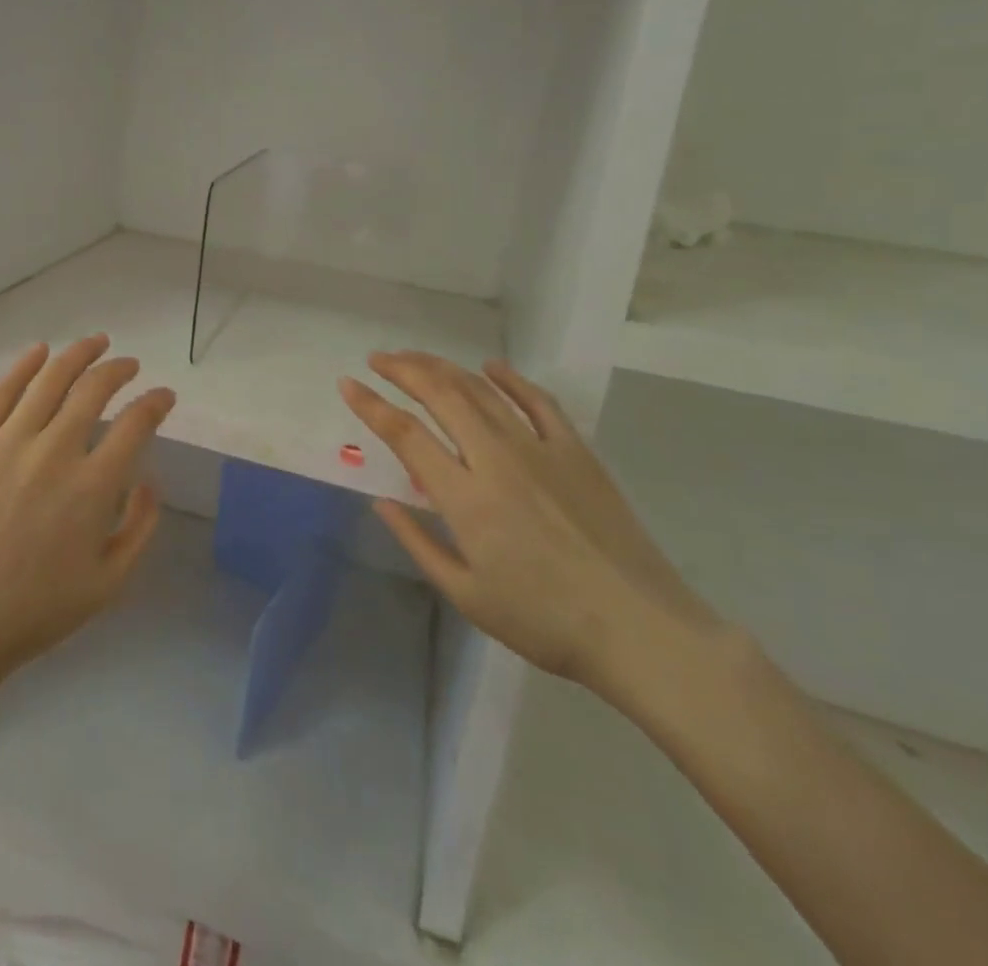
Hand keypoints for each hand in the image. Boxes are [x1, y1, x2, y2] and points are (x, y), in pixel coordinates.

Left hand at [0, 335, 175, 692]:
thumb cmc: (39, 609)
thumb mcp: (110, 582)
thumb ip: (141, 526)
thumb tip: (149, 478)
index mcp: (92, 489)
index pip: (135, 424)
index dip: (156, 402)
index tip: (164, 396)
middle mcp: (53, 455)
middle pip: (93, 390)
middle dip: (119, 370)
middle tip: (129, 364)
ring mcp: (6, 445)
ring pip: (49, 381)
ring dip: (78, 355)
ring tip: (96, 342)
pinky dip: (23, 367)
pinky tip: (40, 351)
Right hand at [339, 352, 715, 691]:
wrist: (639, 629)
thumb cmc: (544, 622)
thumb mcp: (466, 594)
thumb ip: (418, 542)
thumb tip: (379, 502)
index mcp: (465, 498)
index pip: (405, 435)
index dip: (371, 405)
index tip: (348, 384)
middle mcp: (496, 460)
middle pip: (441, 396)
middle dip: (403, 370)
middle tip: (378, 359)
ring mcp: (540, 449)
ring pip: (482, 391)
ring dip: (443, 367)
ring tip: (416, 358)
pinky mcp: (576, 451)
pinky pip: (538, 401)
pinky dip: (510, 378)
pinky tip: (490, 366)